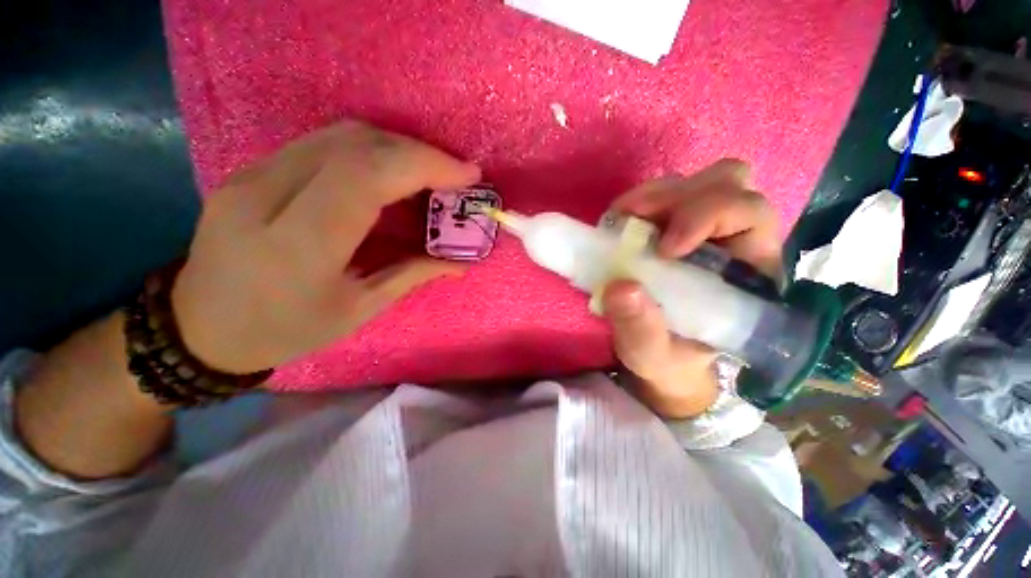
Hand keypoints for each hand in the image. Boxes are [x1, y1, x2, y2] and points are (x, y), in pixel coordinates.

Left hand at [172, 122, 480, 373]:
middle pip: (355, 144)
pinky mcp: (250, 169)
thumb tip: (460, 263)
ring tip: (428, 172)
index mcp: (299, 245)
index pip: (367, 176)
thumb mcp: (359, 310)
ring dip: (396, 146)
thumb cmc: (286, 330)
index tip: (467, 174)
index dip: (425, 165)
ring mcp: (251, 175)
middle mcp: (267, 195)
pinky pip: (322, 143)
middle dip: (418, 152)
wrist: (200, 327)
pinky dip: (369, 150)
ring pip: (339, 134)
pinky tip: (389, 173)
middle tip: (453, 174)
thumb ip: (412, 276)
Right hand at [601, 160, 781, 418]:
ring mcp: (704, 229)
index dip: (707, 216)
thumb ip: (640, 329)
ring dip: (657, 195)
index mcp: (750, 273)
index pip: (751, 215)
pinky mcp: (675, 227)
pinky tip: (621, 223)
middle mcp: (736, 240)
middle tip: (635, 220)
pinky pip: (666, 194)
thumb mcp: (652, 354)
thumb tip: (620, 287)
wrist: (663, 354)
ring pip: (699, 181)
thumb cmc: (669, 357)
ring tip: (623, 220)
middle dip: (680, 196)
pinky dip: (641, 202)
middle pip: (729, 183)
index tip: (663, 248)